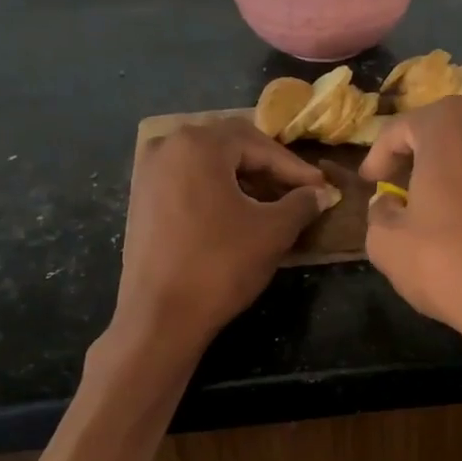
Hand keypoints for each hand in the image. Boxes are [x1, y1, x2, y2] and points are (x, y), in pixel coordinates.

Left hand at [117, 118, 334, 350]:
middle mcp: (167, 146)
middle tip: (297, 191)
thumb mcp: (272, 232)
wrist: (160, 316)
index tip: (321, 187)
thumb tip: (321, 193)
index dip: (294, 168)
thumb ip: (301, 203)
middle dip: (267, 168)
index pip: (259, 145)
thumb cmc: (220, 265)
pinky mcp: (140, 200)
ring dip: (242, 180)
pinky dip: (216, 192)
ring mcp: (148, 173)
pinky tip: (236, 215)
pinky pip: (187, 182)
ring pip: (207, 165)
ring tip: (271, 205)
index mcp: (198, 144)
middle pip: (230, 147)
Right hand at [360, 97, 461, 392]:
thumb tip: (391, 203)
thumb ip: (380, 213)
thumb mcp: (388, 246)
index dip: (380, 155)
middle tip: (421, 193)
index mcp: (451, 126)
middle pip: (458, 131)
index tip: (372, 181)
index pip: (402, 128)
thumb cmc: (454, 269)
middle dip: (435, 157)